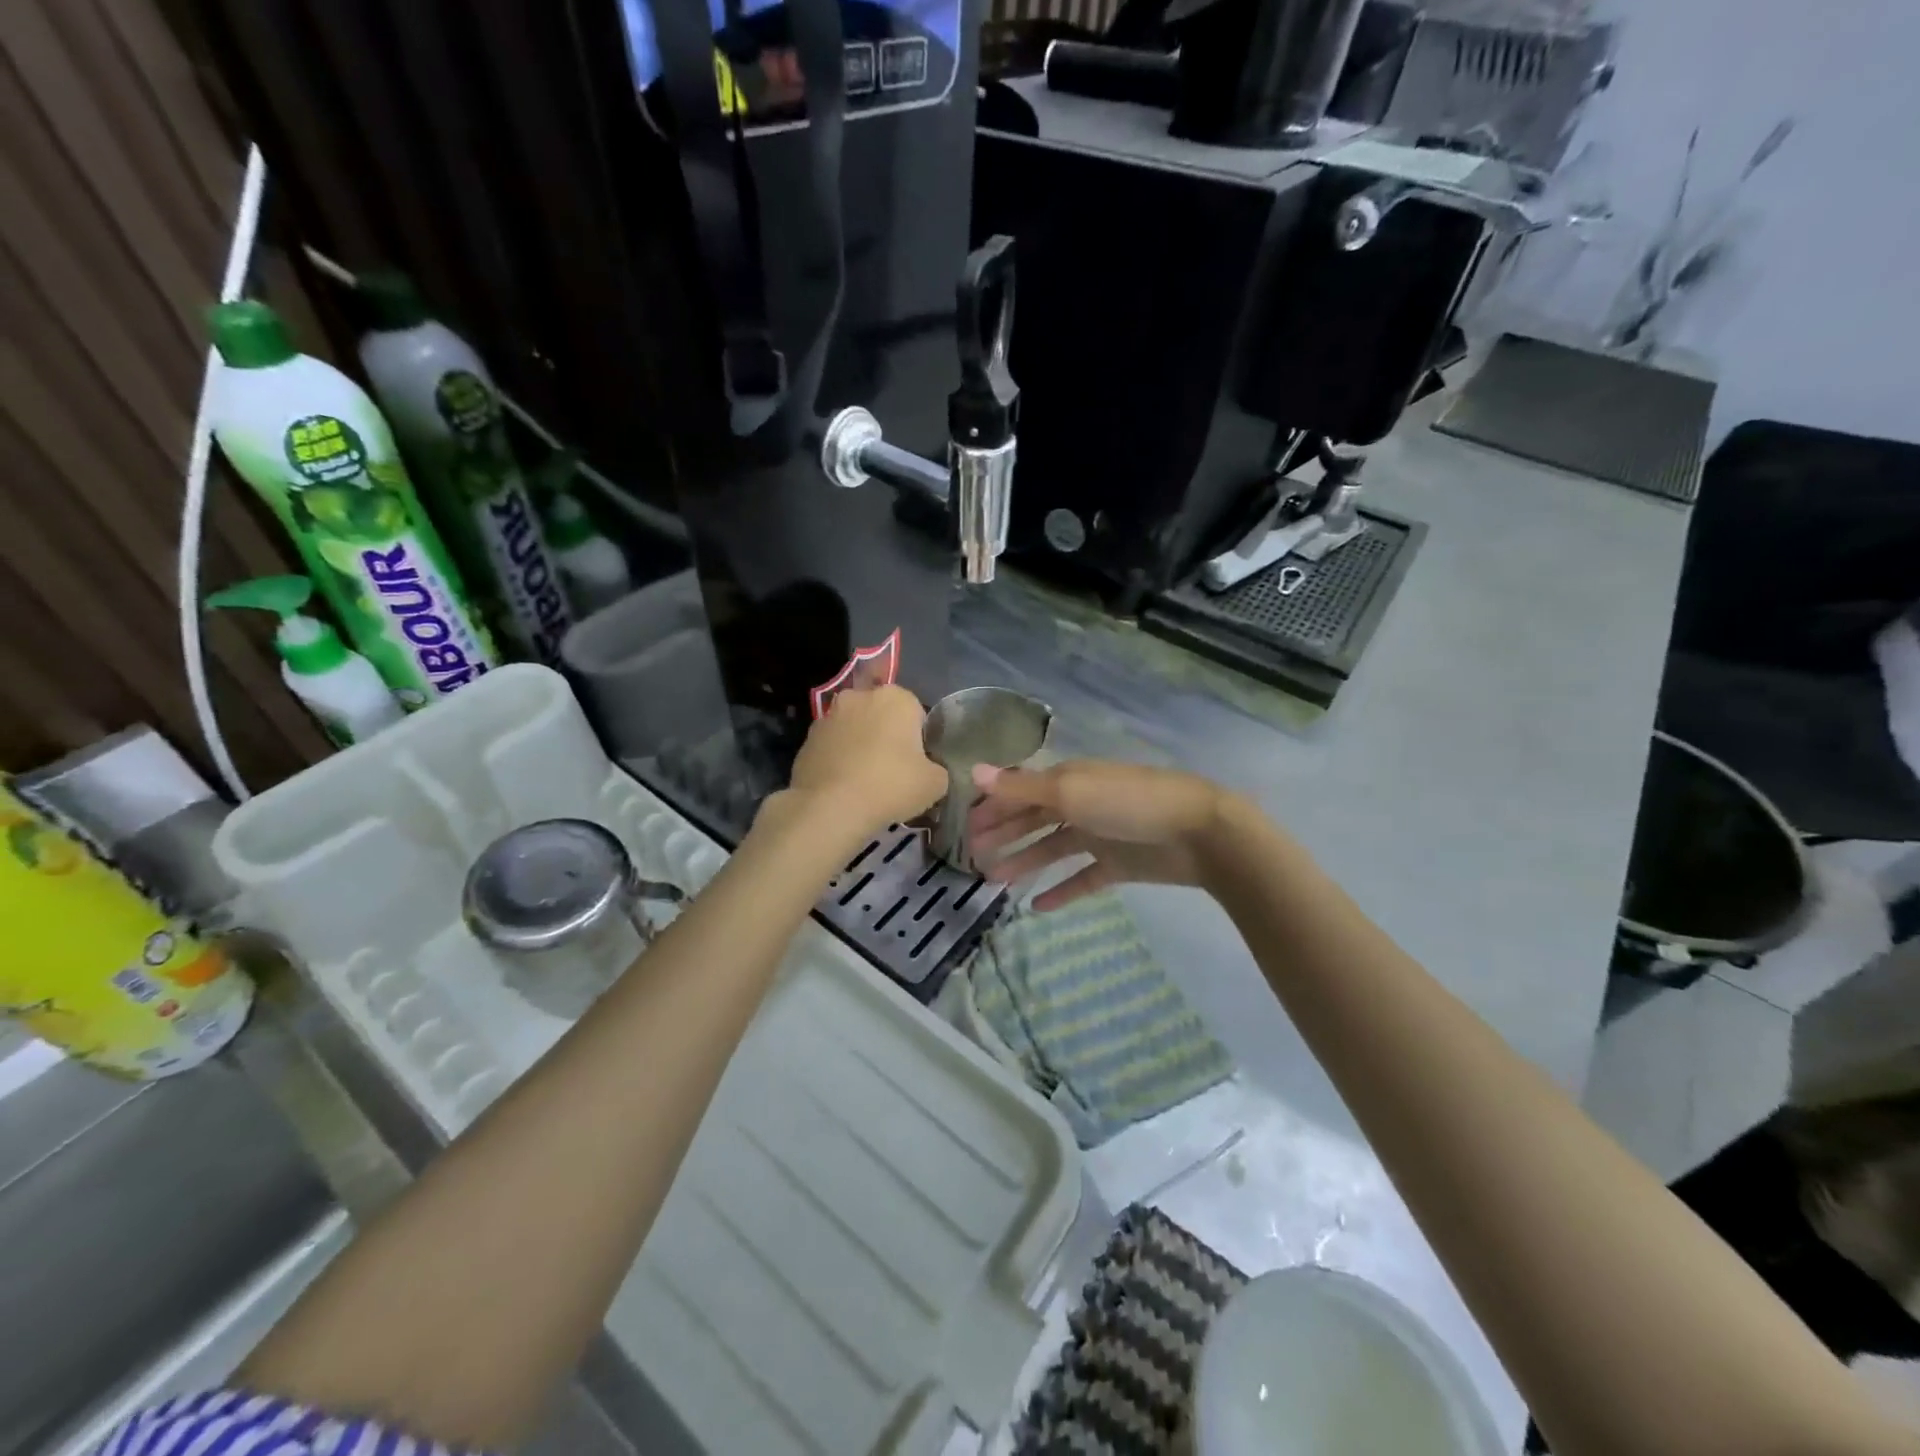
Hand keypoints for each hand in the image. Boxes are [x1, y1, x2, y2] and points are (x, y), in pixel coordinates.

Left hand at [782, 686, 947, 835]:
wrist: (830, 808)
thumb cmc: (890, 786)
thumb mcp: (935, 784)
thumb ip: (937, 769)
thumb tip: (929, 770)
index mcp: (896, 697)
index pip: (916, 712)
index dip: (919, 738)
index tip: (917, 763)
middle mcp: (860, 697)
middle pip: (882, 715)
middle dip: (887, 735)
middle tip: (893, 770)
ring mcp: (828, 716)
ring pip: (854, 728)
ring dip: (860, 745)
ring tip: (865, 781)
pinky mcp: (807, 739)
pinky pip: (833, 746)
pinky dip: (839, 759)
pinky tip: (843, 786)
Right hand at [967, 759, 1237, 910]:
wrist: (1198, 831)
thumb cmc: (1128, 803)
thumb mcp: (1070, 790)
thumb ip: (1021, 787)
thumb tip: (974, 772)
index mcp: (1068, 780)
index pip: (1020, 792)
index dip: (991, 807)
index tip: (964, 828)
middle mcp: (1080, 804)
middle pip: (1032, 819)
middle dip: (1002, 835)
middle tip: (972, 857)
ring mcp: (1100, 835)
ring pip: (1052, 849)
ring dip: (1024, 861)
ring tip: (994, 882)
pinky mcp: (1118, 864)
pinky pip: (1082, 878)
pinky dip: (1061, 890)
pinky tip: (1038, 906)